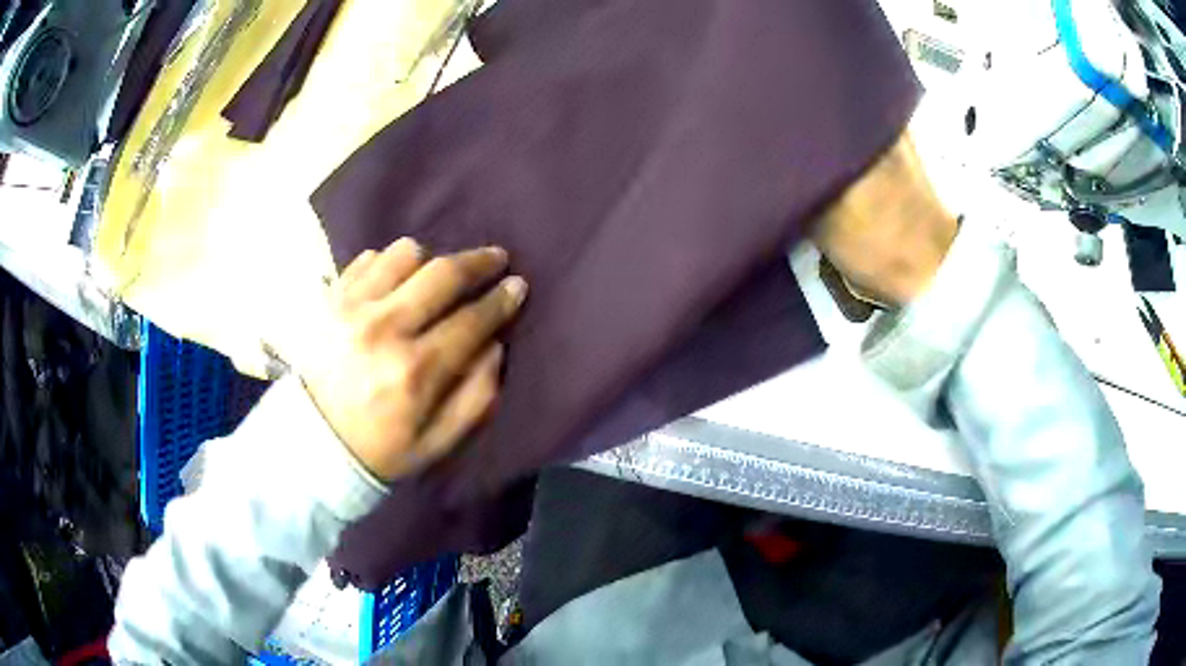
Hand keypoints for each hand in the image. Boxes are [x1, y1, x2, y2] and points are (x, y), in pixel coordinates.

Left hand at [300, 239, 526, 481]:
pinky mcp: (329, 300)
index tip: (517, 286)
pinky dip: (388, 263)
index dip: (501, 300)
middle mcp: (384, 329)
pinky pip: (367, 259)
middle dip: (478, 261)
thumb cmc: (379, 450)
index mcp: (415, 371)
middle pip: (442, 273)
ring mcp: (351, 309)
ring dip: (430, 259)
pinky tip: (395, 282)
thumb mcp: (437, 444)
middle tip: (496, 258)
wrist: (311, 444)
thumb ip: (476, 398)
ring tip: (435, 274)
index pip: (472, 321)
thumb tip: (495, 346)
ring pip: (404, 254)